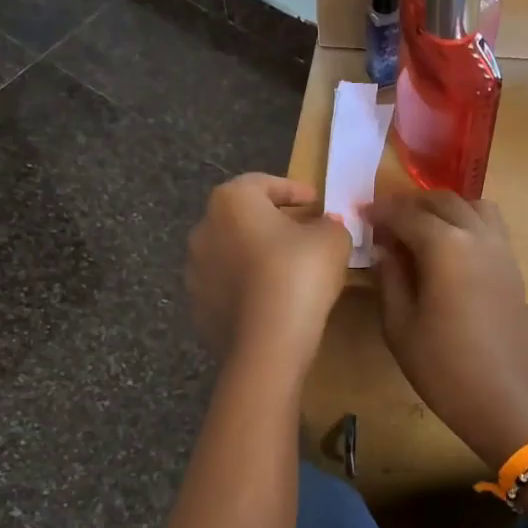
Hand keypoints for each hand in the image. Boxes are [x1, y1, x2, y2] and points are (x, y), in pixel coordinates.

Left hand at [185, 173, 350, 370]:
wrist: (266, 344)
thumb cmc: (299, 275)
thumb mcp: (332, 240)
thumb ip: (330, 224)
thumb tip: (324, 226)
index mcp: (232, 201)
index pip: (264, 184)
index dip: (294, 190)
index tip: (316, 202)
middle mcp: (204, 229)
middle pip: (242, 218)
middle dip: (271, 223)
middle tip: (302, 234)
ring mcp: (195, 271)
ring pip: (231, 254)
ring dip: (255, 257)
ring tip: (287, 271)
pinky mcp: (197, 307)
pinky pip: (227, 288)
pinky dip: (247, 288)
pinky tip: (271, 301)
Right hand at [366, 191, 527, 467]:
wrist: (505, 399)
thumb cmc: (443, 368)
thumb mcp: (400, 326)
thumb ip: (389, 279)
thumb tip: (384, 250)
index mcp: (445, 246)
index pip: (407, 215)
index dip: (382, 213)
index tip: (362, 215)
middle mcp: (477, 236)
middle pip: (443, 201)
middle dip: (412, 205)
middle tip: (387, 223)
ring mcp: (501, 250)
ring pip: (473, 207)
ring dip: (444, 209)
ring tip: (420, 231)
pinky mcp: (513, 268)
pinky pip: (489, 227)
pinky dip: (466, 223)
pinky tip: (447, 250)